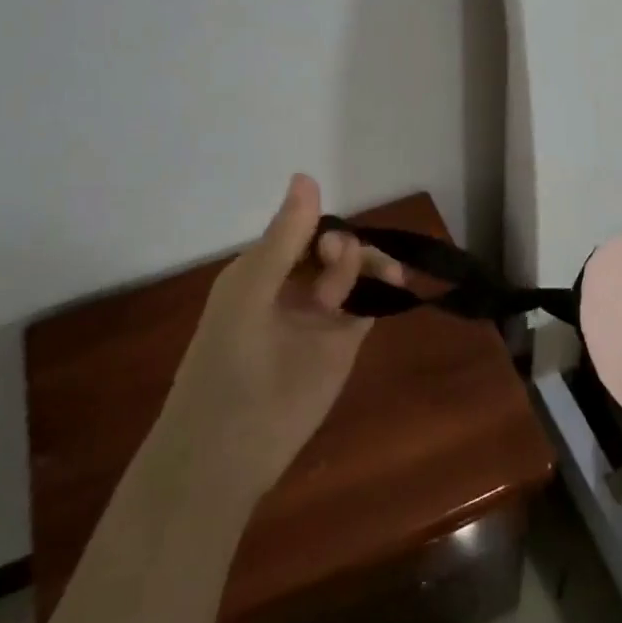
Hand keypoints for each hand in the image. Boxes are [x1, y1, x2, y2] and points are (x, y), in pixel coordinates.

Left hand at [164, 174, 402, 501]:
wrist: (229, 446)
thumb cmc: (227, 362)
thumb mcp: (249, 291)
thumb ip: (284, 238)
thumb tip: (307, 176)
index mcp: (261, 270)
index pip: (301, 230)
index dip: (322, 228)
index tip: (331, 245)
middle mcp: (291, 287)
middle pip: (332, 248)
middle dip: (345, 250)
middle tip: (338, 271)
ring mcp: (319, 317)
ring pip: (353, 272)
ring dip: (364, 266)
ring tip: (379, 278)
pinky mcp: (342, 344)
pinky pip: (367, 305)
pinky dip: (381, 290)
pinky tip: (394, 285)